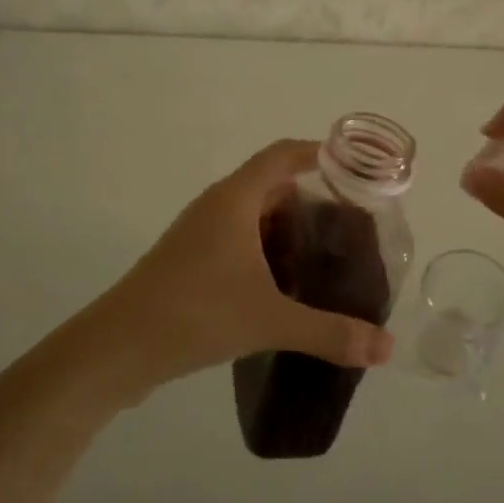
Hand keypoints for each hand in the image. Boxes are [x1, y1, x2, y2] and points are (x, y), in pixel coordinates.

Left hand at [74, 139, 395, 402]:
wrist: (117, 348)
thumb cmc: (195, 313)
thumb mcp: (270, 320)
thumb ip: (330, 332)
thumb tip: (386, 348)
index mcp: (235, 200)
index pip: (282, 155)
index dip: (318, 153)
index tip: (355, 170)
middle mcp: (216, 207)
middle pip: (272, 186)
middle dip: (311, 202)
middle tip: (348, 229)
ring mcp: (198, 235)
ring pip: (253, 217)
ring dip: (286, 232)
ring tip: (323, 261)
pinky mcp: (188, 262)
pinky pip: (237, 242)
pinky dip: (264, 253)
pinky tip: (283, 289)